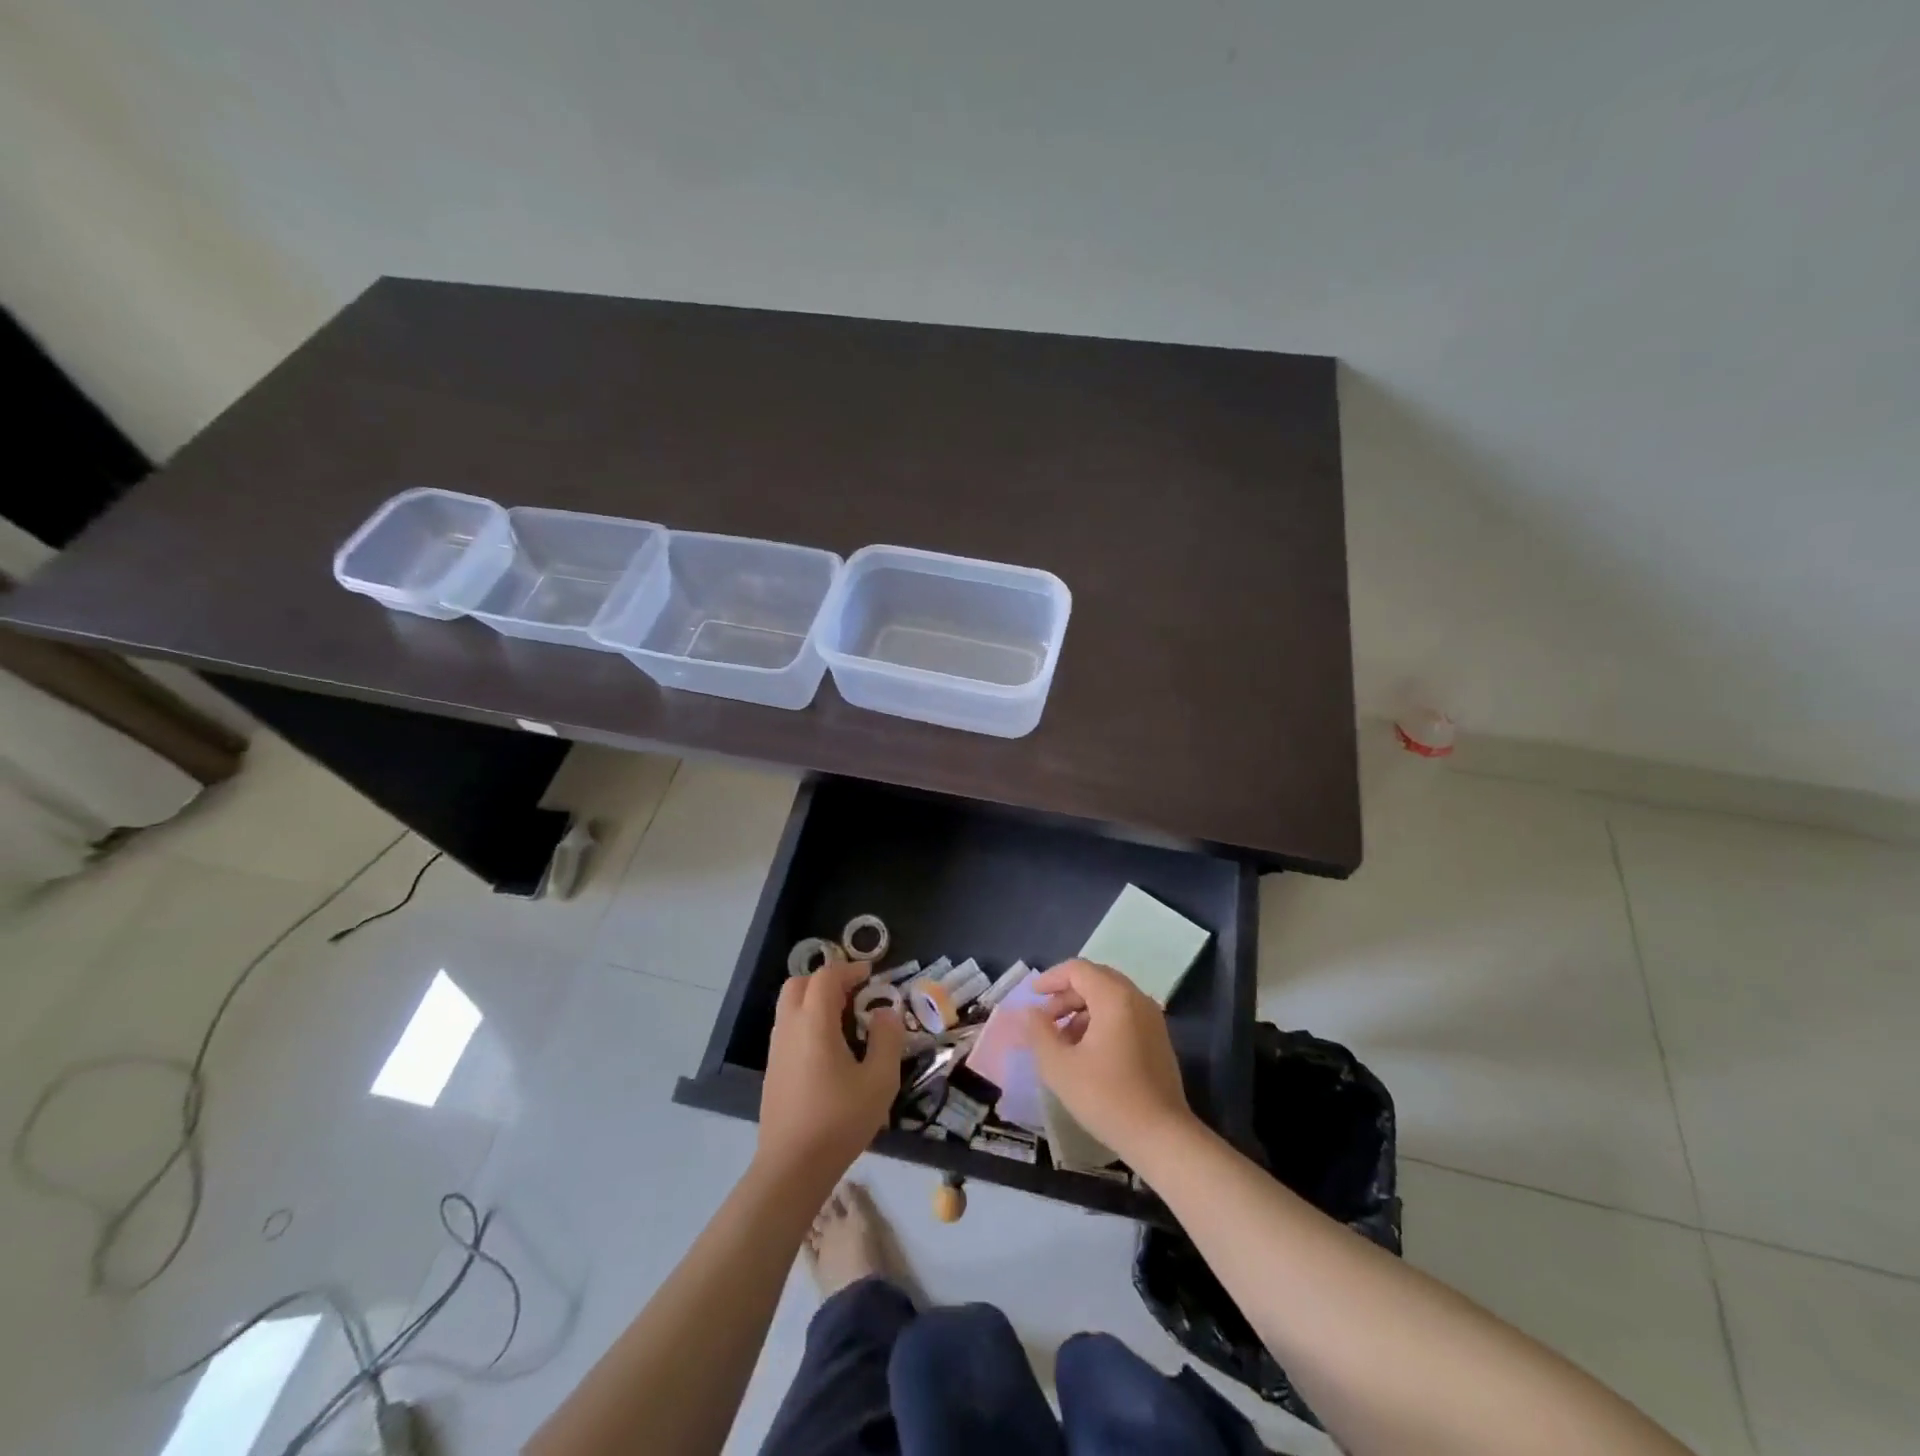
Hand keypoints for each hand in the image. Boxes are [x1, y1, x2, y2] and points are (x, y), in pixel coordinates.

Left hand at [756, 957, 903, 1184]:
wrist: (791, 1168)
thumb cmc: (839, 1120)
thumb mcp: (879, 1080)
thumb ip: (887, 1039)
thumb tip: (885, 1013)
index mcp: (814, 1023)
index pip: (826, 977)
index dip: (849, 969)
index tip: (870, 975)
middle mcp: (789, 1028)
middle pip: (799, 984)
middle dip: (826, 980)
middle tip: (854, 993)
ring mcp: (776, 1050)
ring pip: (790, 1007)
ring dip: (814, 1001)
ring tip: (845, 1021)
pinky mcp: (772, 1071)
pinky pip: (788, 1029)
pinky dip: (807, 1022)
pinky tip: (828, 1050)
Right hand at [1016, 959, 1195, 1160]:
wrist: (1162, 1137)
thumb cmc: (1107, 1098)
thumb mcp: (1060, 1067)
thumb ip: (1039, 1033)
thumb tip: (1031, 1012)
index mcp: (1115, 997)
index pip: (1078, 969)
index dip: (1051, 978)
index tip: (1032, 995)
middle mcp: (1136, 999)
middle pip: (1095, 979)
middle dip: (1066, 995)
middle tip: (1045, 1019)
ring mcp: (1152, 1018)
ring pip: (1110, 997)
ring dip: (1082, 1010)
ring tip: (1062, 1040)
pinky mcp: (1158, 1038)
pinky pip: (1124, 1014)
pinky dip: (1101, 1020)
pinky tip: (1087, 1052)